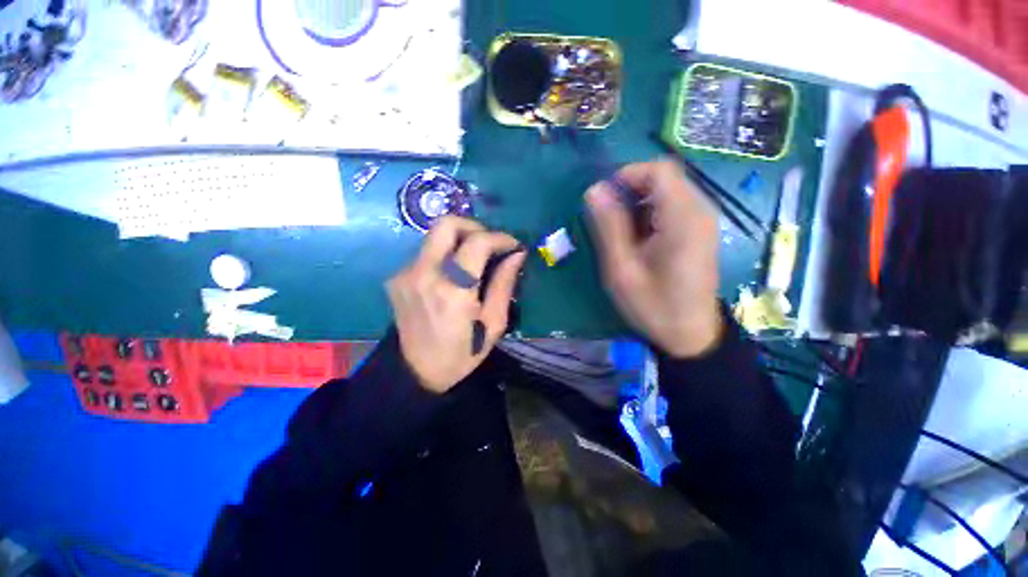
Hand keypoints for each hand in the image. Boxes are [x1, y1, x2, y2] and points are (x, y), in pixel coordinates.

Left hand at [386, 216, 525, 392]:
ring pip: (435, 236)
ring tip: (475, 259)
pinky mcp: (396, 277)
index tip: (513, 245)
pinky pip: (426, 253)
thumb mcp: (493, 325)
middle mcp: (424, 275)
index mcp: (453, 291)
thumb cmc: (461, 353)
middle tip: (489, 243)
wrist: (415, 372)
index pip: (476, 242)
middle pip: (446, 224)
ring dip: (459, 241)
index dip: (499, 237)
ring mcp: (405, 274)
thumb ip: (504, 285)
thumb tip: (517, 255)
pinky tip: (453, 274)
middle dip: (474, 226)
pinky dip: (445, 255)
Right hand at [586, 159, 722, 357]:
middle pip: (662, 178)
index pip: (658, 170)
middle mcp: (699, 210)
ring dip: (637, 205)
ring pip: (666, 191)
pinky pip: (671, 206)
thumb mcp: (621, 268)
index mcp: (683, 218)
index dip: (626, 176)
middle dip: (629, 193)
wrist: (690, 335)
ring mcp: (702, 220)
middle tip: (608, 223)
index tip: (603, 201)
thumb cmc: (653, 305)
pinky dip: (649, 214)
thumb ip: (608, 226)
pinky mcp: (699, 230)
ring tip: (621, 236)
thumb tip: (594, 190)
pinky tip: (639, 240)